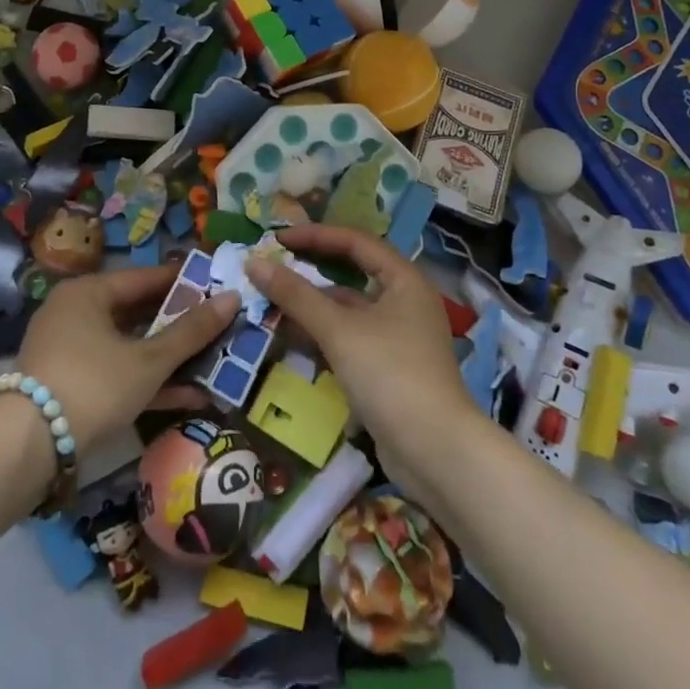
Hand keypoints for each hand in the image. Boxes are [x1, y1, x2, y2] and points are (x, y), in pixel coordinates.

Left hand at [17, 263, 239, 454]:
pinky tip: (188, 397)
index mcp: (89, 292)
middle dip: (179, 325)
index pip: (145, 278)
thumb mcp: (149, 360)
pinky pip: (116, 371)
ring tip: (212, 363)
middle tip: (218, 326)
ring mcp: (69, 350)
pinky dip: (147, 381)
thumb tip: (232, 298)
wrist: (27, 448)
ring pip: (129, 345)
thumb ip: (191, 332)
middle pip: (137, 311)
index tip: (218, 287)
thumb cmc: (94, 385)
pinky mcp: (69, 384)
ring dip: (168, 358)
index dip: (184, 283)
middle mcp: (75, 312)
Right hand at [246, 226, 481, 512]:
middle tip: (272, 268)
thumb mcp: (338, 330)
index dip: (315, 236)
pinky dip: (322, 334)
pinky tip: (292, 339)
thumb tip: (253, 262)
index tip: (276, 239)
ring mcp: (398, 337)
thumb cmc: (390, 374)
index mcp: (404, 280)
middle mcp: (405, 301)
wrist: (436, 453)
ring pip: (348, 310)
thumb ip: (295, 295)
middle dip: (310, 271)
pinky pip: (350, 338)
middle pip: (351, 274)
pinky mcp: (389, 369)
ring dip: (312, 306)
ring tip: (270, 304)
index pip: (355, 241)